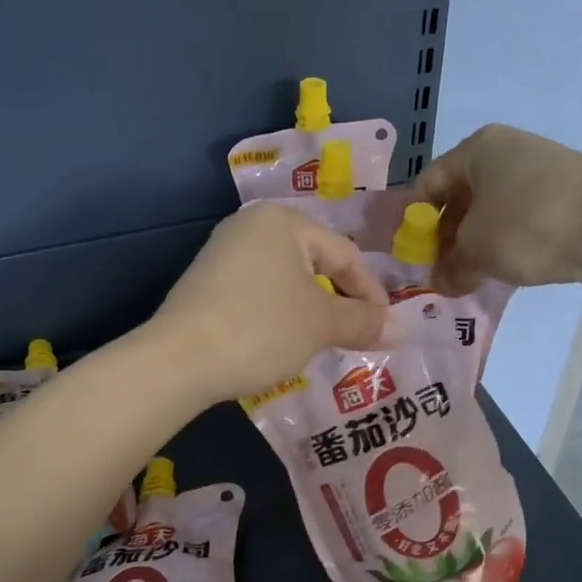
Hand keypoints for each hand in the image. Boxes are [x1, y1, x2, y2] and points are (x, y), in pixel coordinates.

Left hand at [151, 202, 389, 402]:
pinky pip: (257, 294)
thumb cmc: (261, 328)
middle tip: (356, 336)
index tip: (385, 328)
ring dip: (310, 311)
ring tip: (321, 343)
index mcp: (282, 221)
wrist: (178, 359)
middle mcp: (249, 226)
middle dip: (339, 302)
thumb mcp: (320, 324)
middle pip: (314, 264)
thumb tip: (402, 329)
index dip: (371, 292)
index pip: (344, 254)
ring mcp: (222, 254)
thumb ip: (364, 322)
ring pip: (285, 281)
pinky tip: (279, 343)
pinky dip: (278, 316)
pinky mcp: (205, 284)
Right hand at [413, 124, 581, 294]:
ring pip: (491, 209)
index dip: (415, 222)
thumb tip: (441, 282)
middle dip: (446, 237)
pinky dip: (507, 241)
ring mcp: (540, 169)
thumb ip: (449, 267)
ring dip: (476, 243)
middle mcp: (506, 150)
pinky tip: (507, 267)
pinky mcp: (565, 192)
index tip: (413, 257)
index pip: (427, 184)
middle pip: (460, 196)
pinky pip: (520, 217)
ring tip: (472, 276)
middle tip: (442, 272)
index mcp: (477, 149)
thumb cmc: (528, 226)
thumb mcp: (476, 251)